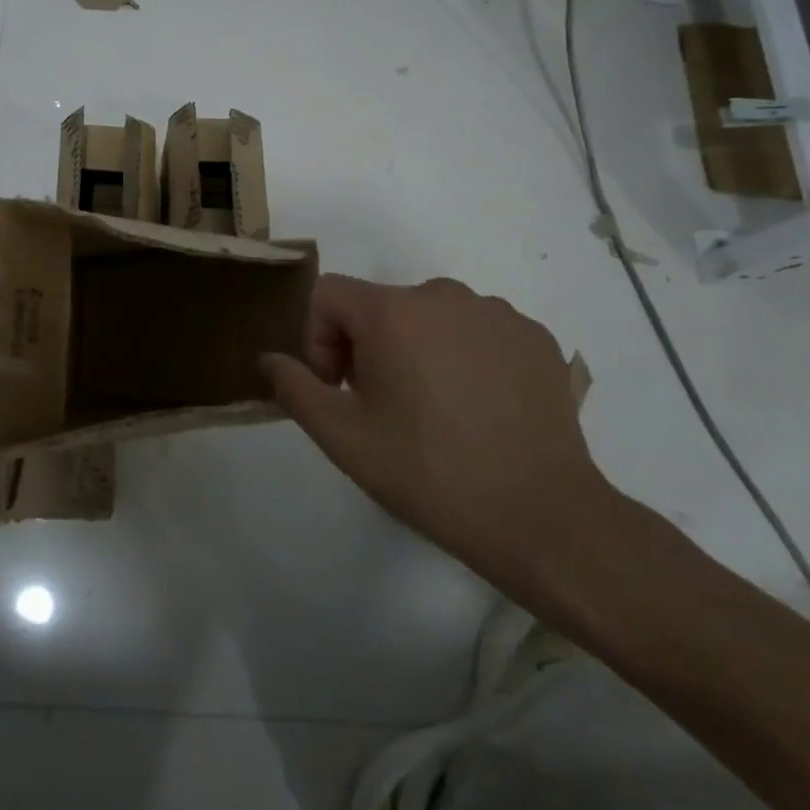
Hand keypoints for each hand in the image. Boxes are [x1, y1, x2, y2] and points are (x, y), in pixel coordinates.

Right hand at [262, 275, 615, 593]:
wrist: (541, 515)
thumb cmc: (428, 472)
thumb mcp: (342, 437)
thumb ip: (294, 387)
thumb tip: (269, 359)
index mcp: (392, 311)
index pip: (329, 295)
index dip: (318, 340)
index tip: (339, 390)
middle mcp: (444, 294)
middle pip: (380, 306)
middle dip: (368, 348)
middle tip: (384, 408)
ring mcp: (496, 312)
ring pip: (431, 318)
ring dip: (417, 351)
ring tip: (436, 412)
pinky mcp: (535, 336)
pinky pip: (478, 331)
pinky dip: (466, 357)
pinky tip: (480, 410)